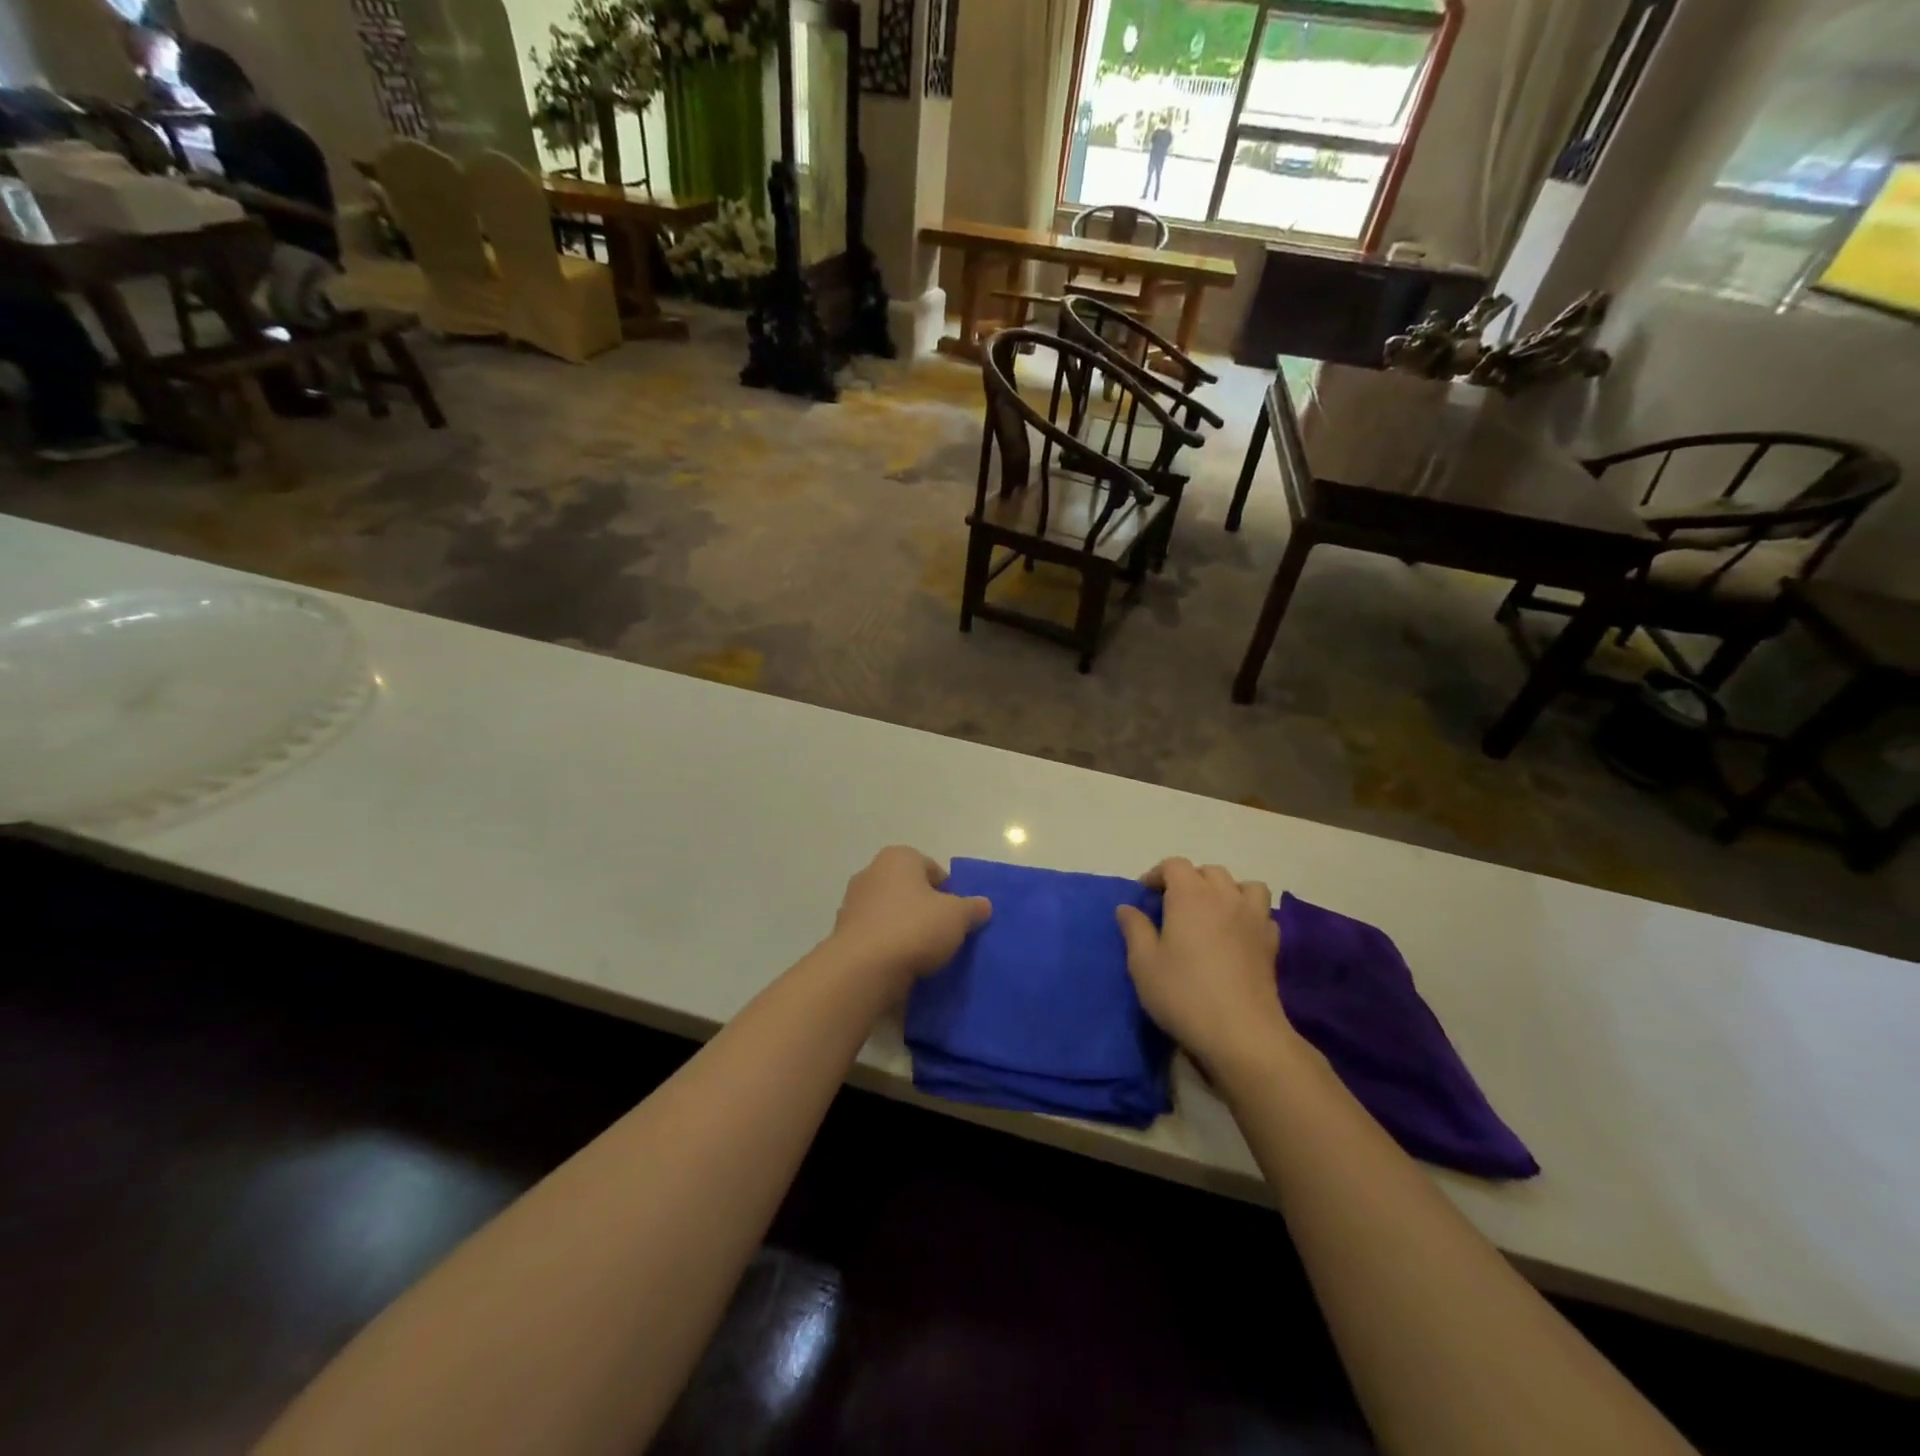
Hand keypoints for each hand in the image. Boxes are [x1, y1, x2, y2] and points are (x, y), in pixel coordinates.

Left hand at [828, 847, 991, 990]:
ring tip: (924, 954)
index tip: (958, 916)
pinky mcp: (843, 934)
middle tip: (943, 934)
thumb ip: (972, 908)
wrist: (863, 969)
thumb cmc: (914, 928)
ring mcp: (853, 904)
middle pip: (909, 890)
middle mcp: (871, 873)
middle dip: (925, 909)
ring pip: (890, 913)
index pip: (931, 868)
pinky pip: (875, 936)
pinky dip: (888, 947)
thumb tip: (983, 905)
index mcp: (898, 858)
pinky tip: (902, 966)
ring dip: (905, 929)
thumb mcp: (957, 916)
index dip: (949, 891)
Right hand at [1116, 858, 1295, 1073]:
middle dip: (1190, 880)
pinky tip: (1237, 935)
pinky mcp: (1271, 943)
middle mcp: (1225, 897)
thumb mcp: (1143, 963)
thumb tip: (1127, 908)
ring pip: (1244, 886)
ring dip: (1226, 891)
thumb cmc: (1184, 994)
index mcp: (1190, 896)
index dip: (1158, 874)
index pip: (1175, 865)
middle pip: (1209, 872)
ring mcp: (1253, 918)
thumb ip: (1135, 929)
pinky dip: (1249, 915)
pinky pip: (1262, 914)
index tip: (1145, 894)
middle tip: (1174, 905)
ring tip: (1212, 912)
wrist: (1241, 1032)